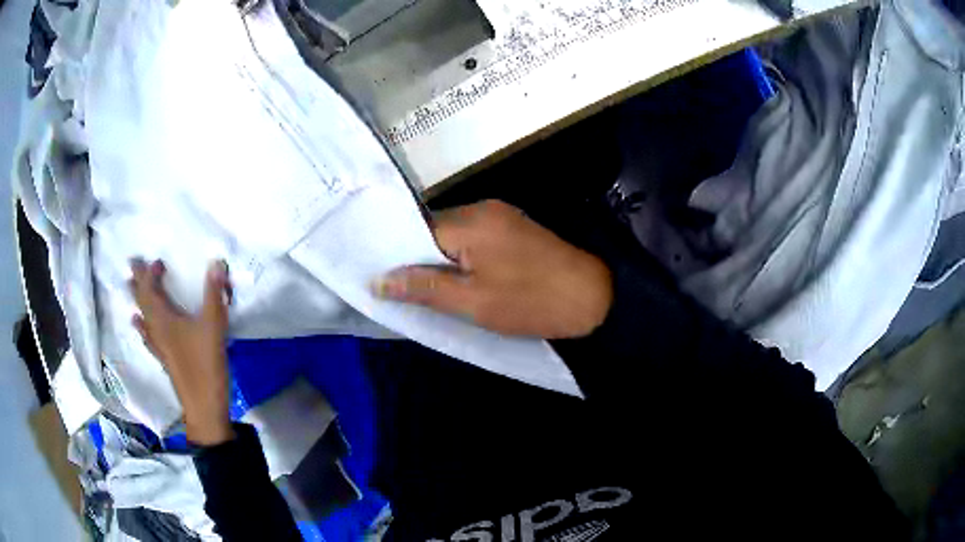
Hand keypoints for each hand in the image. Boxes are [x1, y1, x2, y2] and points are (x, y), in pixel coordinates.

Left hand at [130, 258, 234, 445]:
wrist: (203, 405)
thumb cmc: (205, 364)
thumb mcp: (213, 326)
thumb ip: (214, 294)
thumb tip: (216, 262)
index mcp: (164, 318)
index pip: (150, 289)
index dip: (150, 273)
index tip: (157, 261)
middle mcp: (156, 329)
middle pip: (142, 301)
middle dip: (138, 281)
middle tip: (132, 265)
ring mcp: (158, 345)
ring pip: (143, 317)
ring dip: (137, 300)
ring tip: (131, 287)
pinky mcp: (163, 358)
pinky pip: (147, 335)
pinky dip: (142, 325)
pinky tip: (138, 324)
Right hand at [374, 200, 612, 337]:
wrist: (594, 297)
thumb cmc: (531, 302)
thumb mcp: (473, 303)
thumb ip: (424, 288)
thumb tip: (378, 280)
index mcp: (470, 221)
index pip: (416, 232)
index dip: (399, 257)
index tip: (388, 283)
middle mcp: (483, 208)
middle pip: (435, 230)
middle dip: (421, 260)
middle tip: (411, 293)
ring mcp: (502, 215)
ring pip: (454, 235)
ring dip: (443, 260)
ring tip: (437, 291)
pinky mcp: (515, 227)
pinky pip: (475, 237)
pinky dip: (464, 257)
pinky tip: (465, 279)